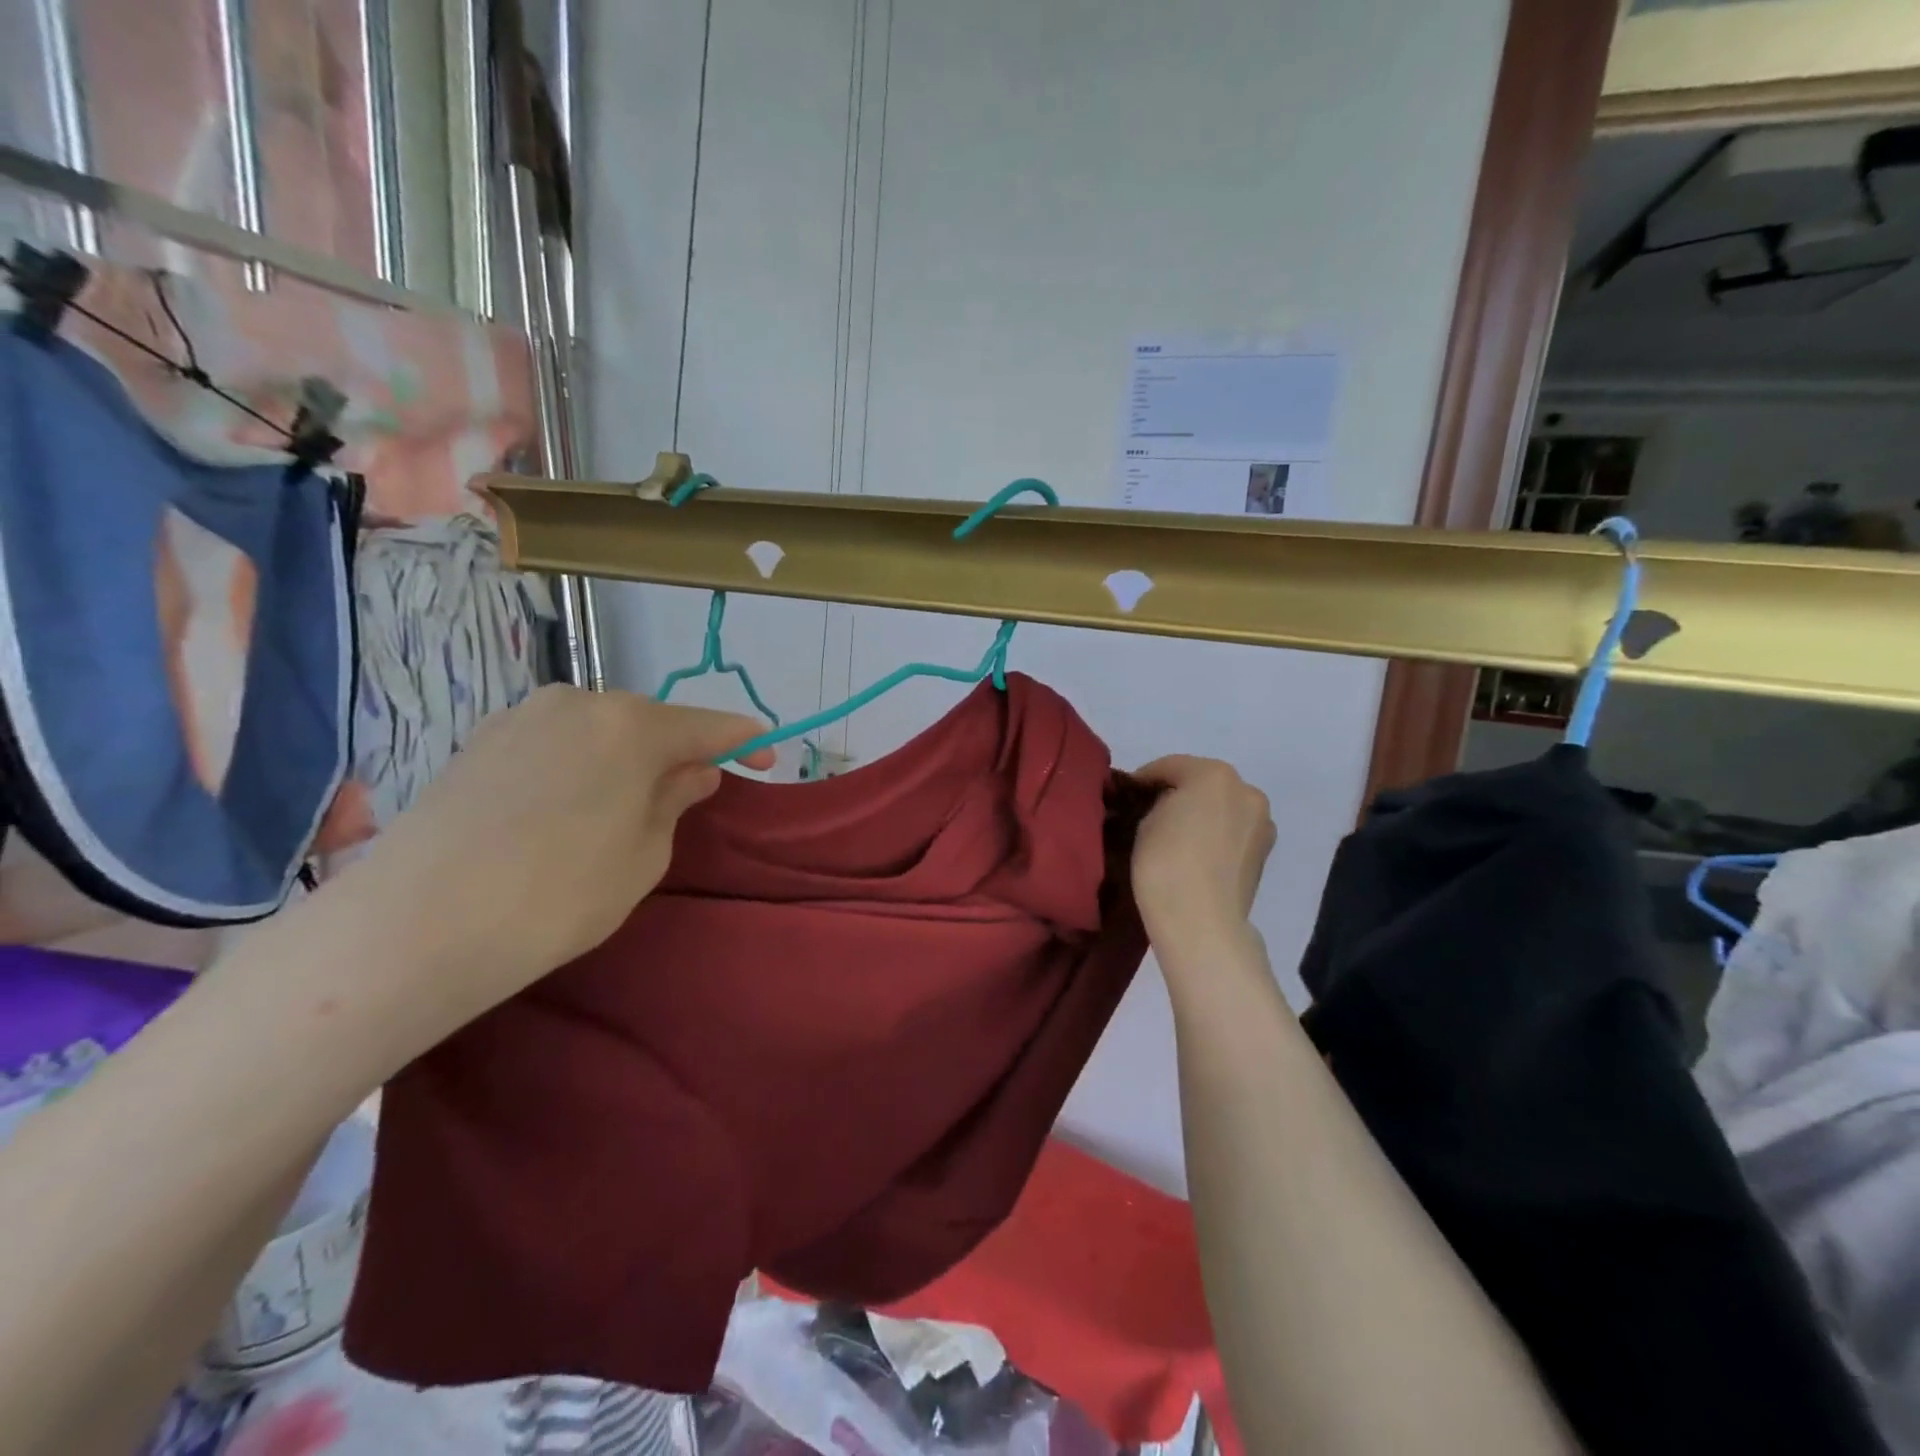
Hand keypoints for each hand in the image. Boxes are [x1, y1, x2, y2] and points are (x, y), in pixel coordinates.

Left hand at [329, 685, 770, 1033]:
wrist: (414, 925)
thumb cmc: (558, 894)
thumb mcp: (644, 856)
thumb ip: (676, 800)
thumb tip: (692, 771)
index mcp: (631, 724)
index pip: (709, 725)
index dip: (746, 742)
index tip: (768, 761)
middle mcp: (578, 702)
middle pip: (649, 722)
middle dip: (675, 753)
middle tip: (684, 798)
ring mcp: (521, 717)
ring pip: (598, 730)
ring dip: (623, 760)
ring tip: (617, 812)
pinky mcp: (478, 741)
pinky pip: (554, 743)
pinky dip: (577, 766)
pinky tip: (561, 812)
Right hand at [1131, 755, 1274, 955]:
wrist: (1201, 921)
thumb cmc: (1165, 863)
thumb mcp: (1145, 823)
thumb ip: (1157, 804)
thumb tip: (1164, 807)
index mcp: (1213, 774)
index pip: (1169, 766)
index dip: (1144, 779)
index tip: (1127, 796)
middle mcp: (1245, 790)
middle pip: (1203, 783)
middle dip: (1178, 794)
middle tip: (1151, 815)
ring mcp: (1261, 822)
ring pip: (1222, 807)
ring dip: (1201, 814)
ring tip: (1175, 837)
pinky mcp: (1266, 852)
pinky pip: (1233, 832)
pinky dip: (1216, 835)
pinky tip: (1196, 854)